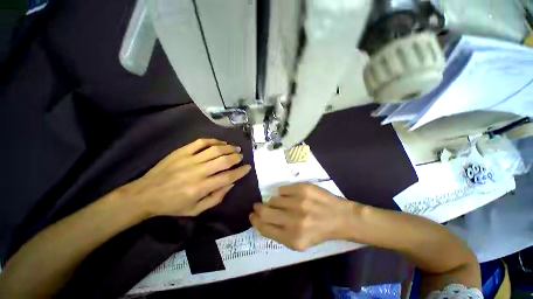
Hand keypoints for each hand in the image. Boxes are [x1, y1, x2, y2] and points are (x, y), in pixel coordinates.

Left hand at [120, 138, 251, 216]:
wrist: (149, 193)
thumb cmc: (172, 205)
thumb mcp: (195, 210)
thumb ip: (214, 199)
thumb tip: (229, 185)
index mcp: (201, 188)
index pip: (227, 177)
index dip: (240, 172)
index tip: (247, 168)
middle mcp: (197, 171)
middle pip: (223, 160)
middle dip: (236, 157)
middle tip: (241, 156)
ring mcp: (188, 159)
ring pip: (213, 149)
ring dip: (227, 147)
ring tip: (234, 148)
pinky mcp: (181, 151)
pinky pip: (200, 142)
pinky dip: (212, 141)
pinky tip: (218, 143)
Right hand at [250, 184, 356, 250]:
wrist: (340, 218)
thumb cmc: (318, 233)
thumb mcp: (298, 244)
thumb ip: (277, 235)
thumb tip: (260, 220)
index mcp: (292, 239)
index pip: (264, 228)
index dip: (255, 221)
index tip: (253, 216)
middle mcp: (294, 222)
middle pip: (264, 212)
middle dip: (258, 210)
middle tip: (259, 208)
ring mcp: (300, 203)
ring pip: (273, 200)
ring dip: (274, 203)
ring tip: (284, 205)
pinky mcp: (305, 189)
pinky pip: (282, 189)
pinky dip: (284, 194)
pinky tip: (292, 198)